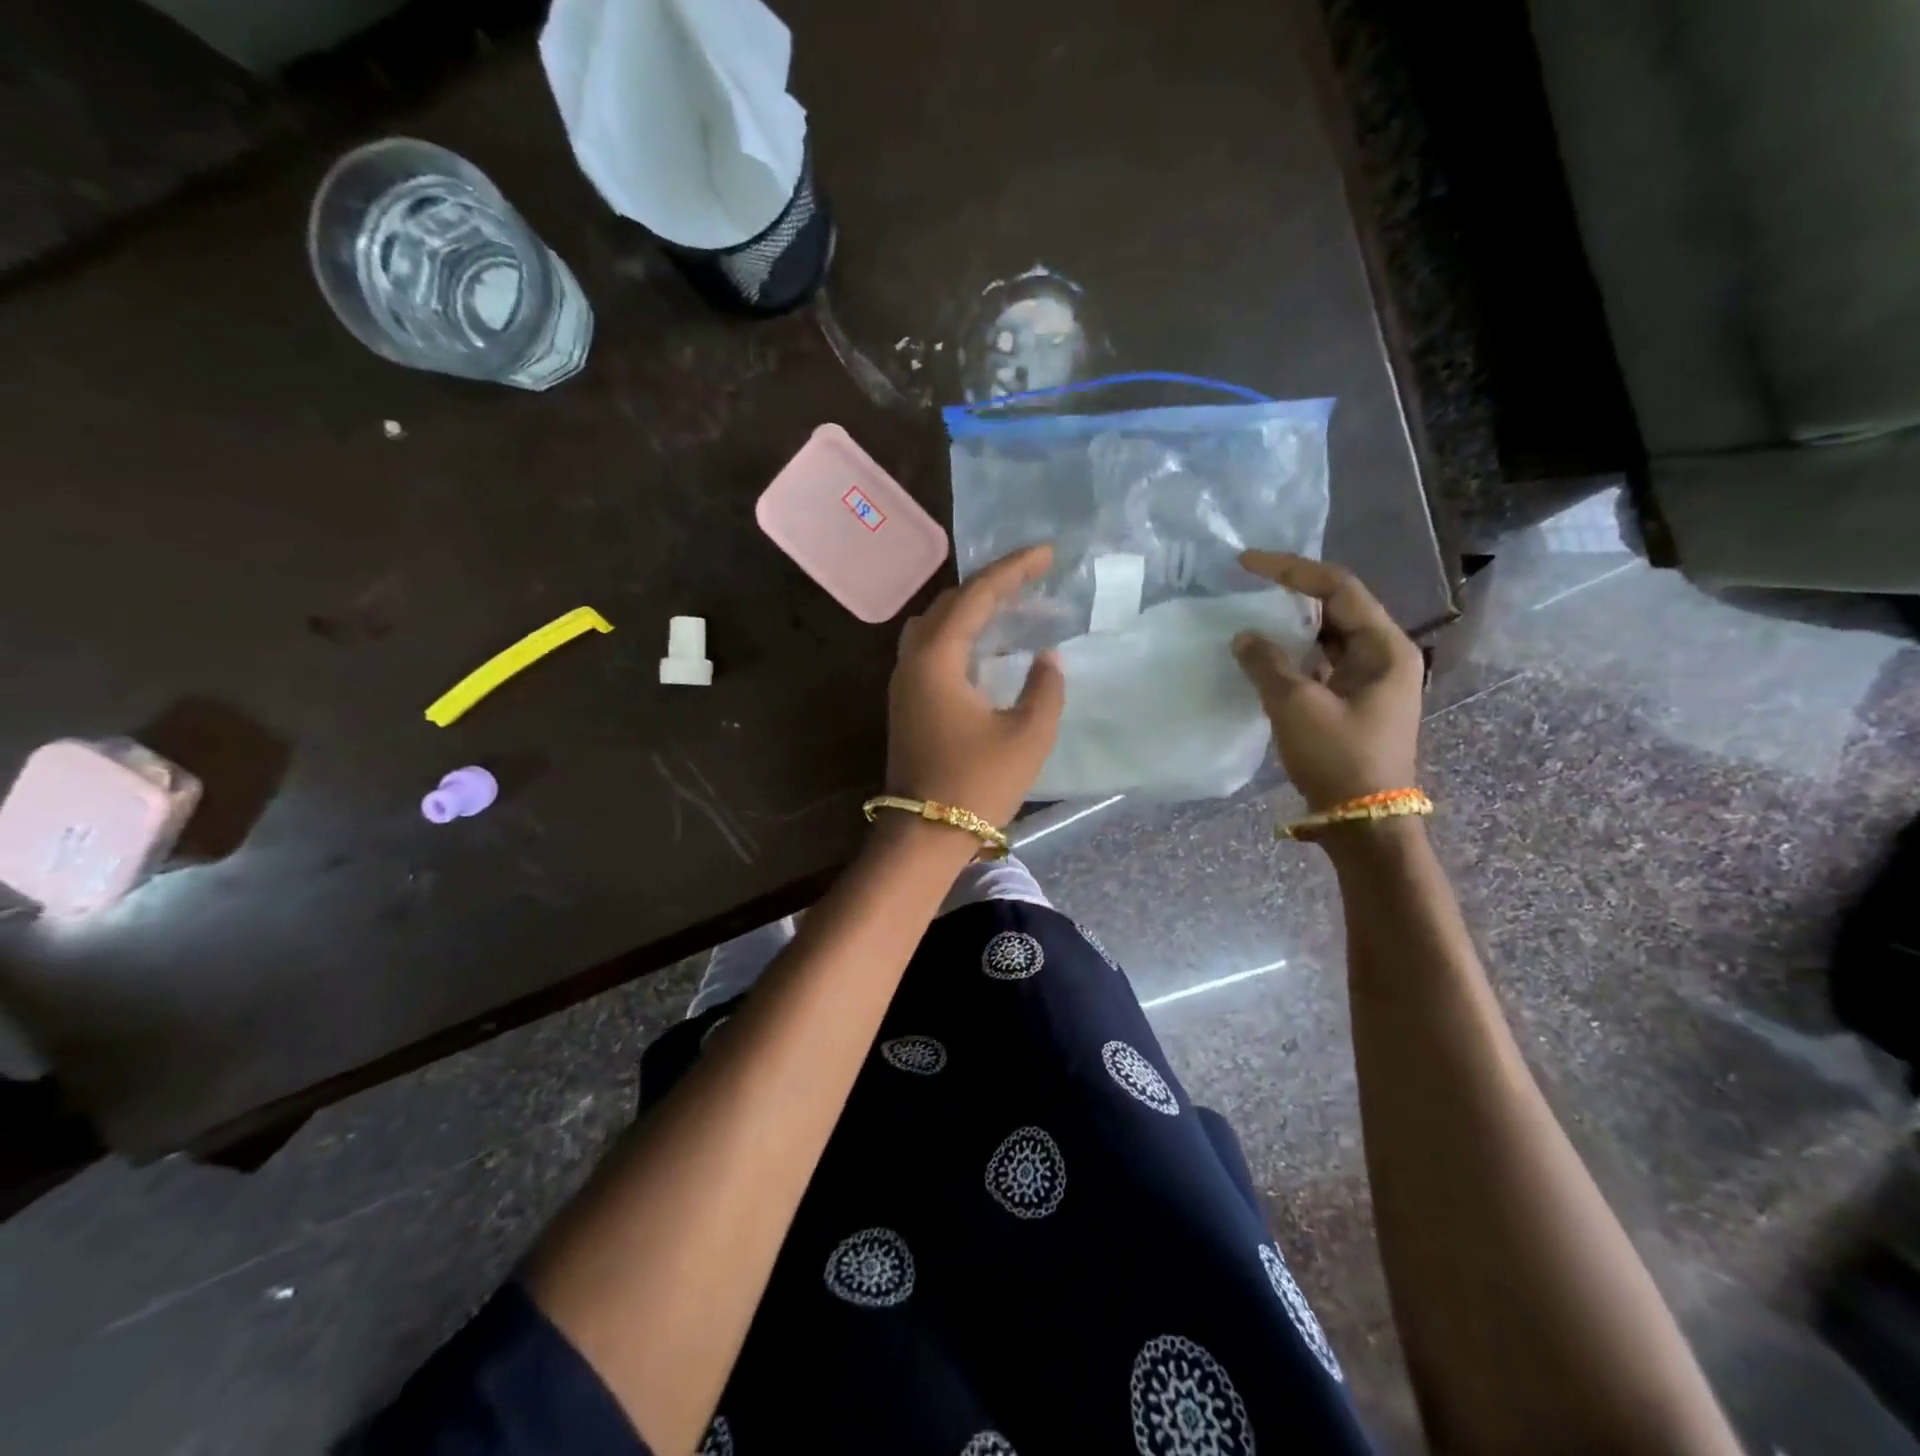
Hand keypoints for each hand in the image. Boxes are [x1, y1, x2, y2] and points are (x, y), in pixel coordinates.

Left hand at [887, 544, 1065, 828]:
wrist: (924, 836)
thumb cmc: (976, 784)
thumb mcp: (1027, 736)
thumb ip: (1045, 688)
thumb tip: (1047, 658)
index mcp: (937, 659)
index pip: (976, 596)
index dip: (1013, 570)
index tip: (1046, 553)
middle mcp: (912, 661)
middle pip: (949, 603)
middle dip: (991, 584)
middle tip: (1031, 576)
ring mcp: (903, 682)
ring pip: (935, 625)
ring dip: (971, 608)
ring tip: (1010, 605)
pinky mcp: (906, 703)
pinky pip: (932, 649)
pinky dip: (960, 635)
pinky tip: (986, 646)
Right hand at [1231, 552, 1423, 810]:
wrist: (1364, 823)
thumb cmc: (1339, 759)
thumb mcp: (1297, 706)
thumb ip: (1267, 664)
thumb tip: (1244, 636)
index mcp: (1384, 647)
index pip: (1338, 587)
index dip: (1291, 570)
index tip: (1246, 562)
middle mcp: (1384, 655)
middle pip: (1336, 608)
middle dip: (1290, 595)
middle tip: (1246, 586)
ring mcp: (1370, 680)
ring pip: (1326, 637)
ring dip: (1290, 627)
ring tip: (1250, 617)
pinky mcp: (1354, 702)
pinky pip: (1321, 664)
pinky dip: (1293, 656)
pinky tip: (1263, 657)